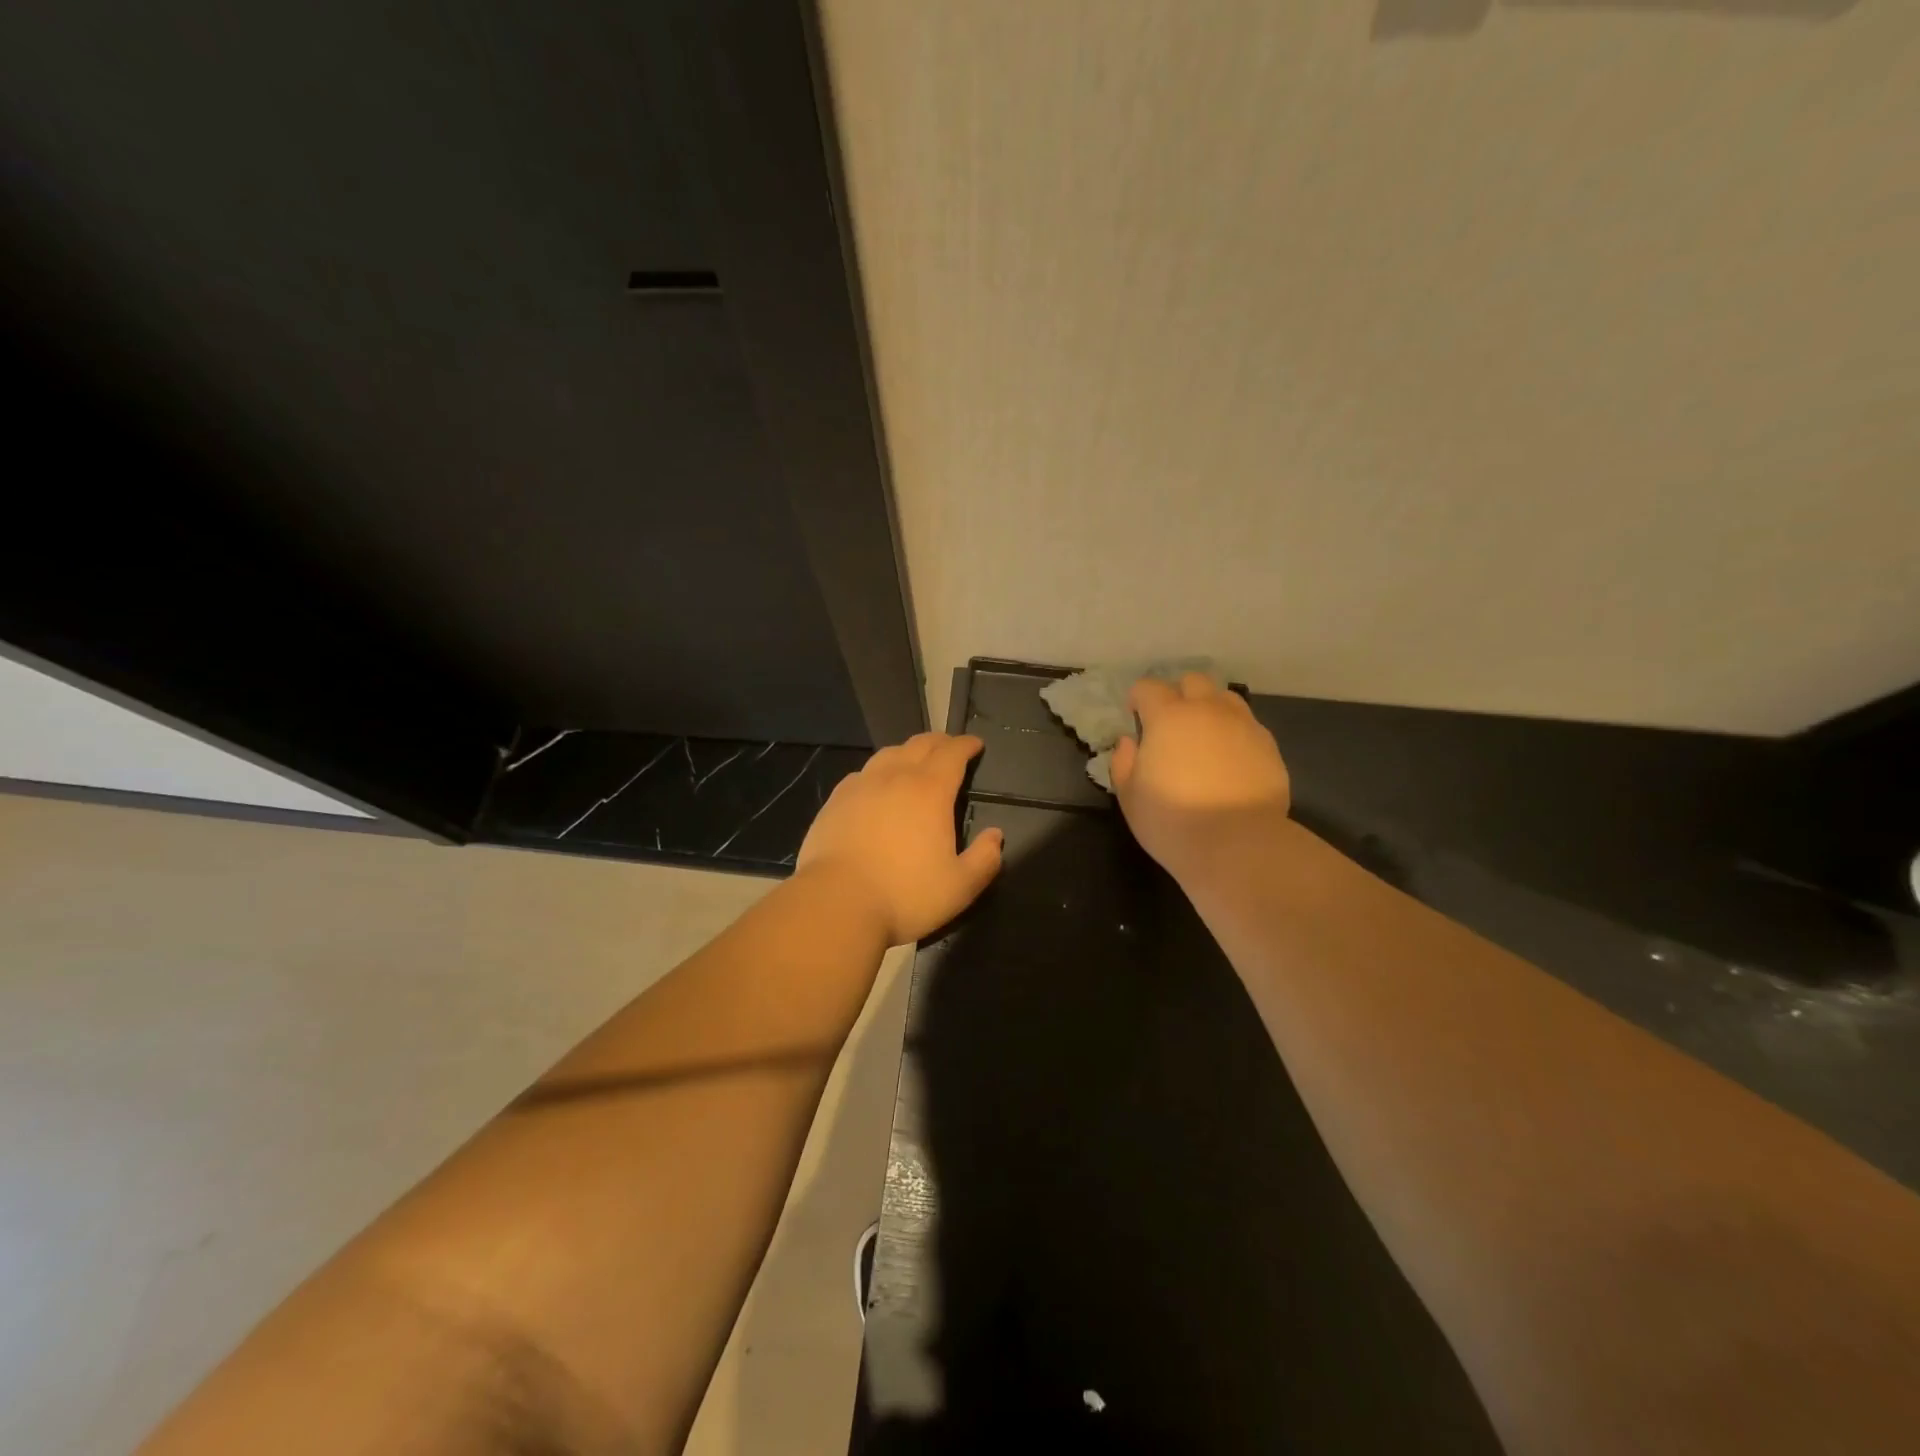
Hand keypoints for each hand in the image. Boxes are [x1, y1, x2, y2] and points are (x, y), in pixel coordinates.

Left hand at [797, 733, 1004, 945]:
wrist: (836, 903)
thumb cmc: (905, 894)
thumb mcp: (959, 887)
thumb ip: (985, 859)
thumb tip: (995, 835)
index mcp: (930, 790)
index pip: (953, 753)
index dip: (966, 745)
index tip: (976, 744)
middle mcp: (895, 777)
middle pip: (920, 744)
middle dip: (940, 742)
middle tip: (950, 747)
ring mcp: (861, 786)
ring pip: (888, 754)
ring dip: (907, 752)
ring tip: (914, 761)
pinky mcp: (835, 801)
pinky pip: (862, 774)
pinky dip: (878, 772)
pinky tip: (875, 786)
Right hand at [1111, 673, 1290, 873]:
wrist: (1238, 845)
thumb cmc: (1172, 821)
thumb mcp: (1130, 796)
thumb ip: (1124, 762)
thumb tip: (1130, 742)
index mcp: (1169, 717)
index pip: (1149, 687)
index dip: (1138, 698)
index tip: (1135, 715)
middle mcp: (1208, 710)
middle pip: (1193, 681)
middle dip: (1178, 694)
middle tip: (1170, 723)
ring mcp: (1243, 726)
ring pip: (1225, 698)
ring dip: (1210, 708)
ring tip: (1204, 736)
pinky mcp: (1269, 747)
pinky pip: (1248, 725)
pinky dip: (1234, 732)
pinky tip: (1229, 759)